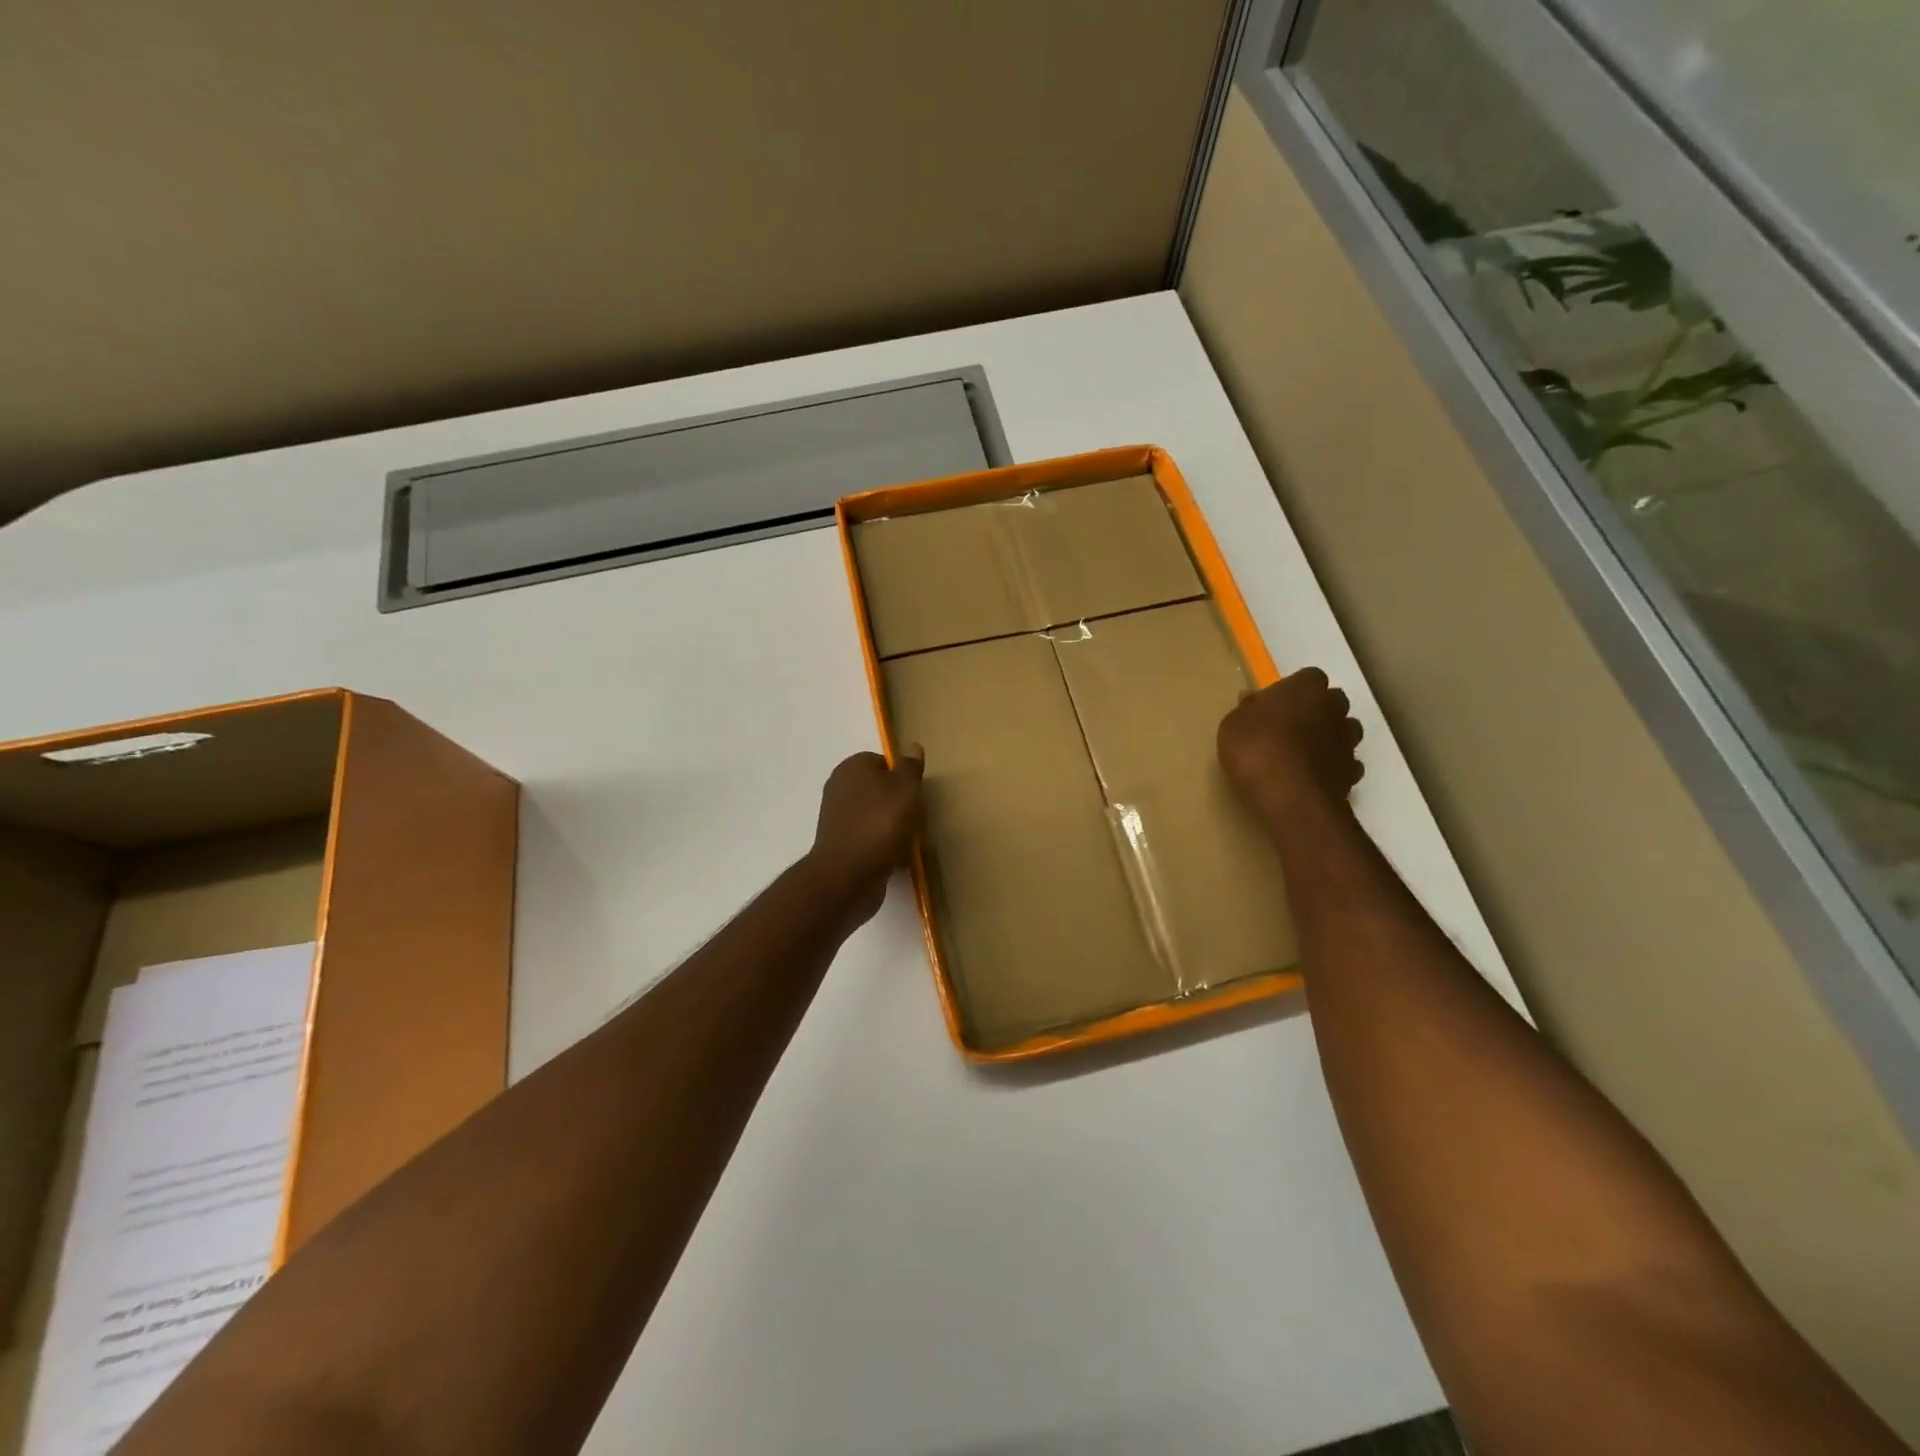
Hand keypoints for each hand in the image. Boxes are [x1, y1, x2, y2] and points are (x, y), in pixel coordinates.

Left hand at [808, 746, 925, 924]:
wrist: (848, 876)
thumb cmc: (880, 824)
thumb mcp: (905, 789)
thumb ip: (909, 767)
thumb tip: (912, 746)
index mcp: (852, 767)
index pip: (883, 762)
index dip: (903, 777)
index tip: (916, 795)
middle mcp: (839, 788)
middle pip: (880, 790)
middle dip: (899, 804)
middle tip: (916, 818)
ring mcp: (837, 818)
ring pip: (875, 816)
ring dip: (893, 827)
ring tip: (908, 841)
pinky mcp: (840, 845)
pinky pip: (869, 839)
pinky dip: (882, 846)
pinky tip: (895, 858)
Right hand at [1218, 669, 1364, 820]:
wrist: (1290, 796)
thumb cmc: (1256, 748)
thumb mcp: (1233, 725)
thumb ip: (1246, 710)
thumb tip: (1252, 701)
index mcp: (1305, 688)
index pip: (1309, 677)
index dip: (1293, 690)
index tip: (1276, 705)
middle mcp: (1334, 708)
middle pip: (1332, 702)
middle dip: (1316, 711)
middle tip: (1289, 727)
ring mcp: (1347, 741)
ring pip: (1344, 731)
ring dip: (1329, 737)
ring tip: (1303, 754)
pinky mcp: (1352, 772)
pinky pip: (1345, 762)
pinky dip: (1333, 766)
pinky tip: (1313, 777)